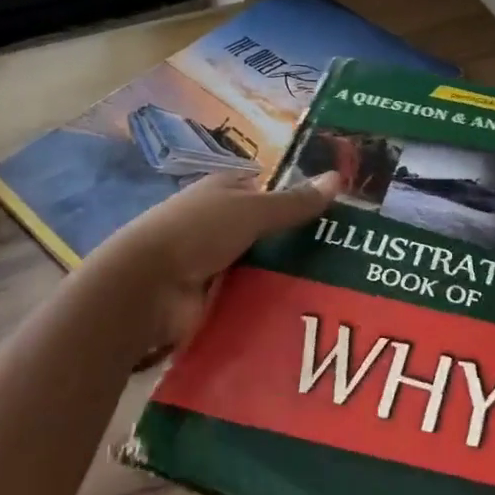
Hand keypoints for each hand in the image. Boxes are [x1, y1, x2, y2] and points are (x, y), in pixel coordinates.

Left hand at [91, 170, 340, 346]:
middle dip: (297, 244)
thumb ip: (293, 202)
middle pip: (266, 231)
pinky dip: (267, 306)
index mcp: (223, 190)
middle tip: (347, 261)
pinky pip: (248, 299)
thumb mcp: (252, 210)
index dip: (296, 198)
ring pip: (259, 268)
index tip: (335, 216)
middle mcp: (217, 223)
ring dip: (284, 279)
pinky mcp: (210, 299)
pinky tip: (302, 317)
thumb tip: (339, 178)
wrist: (147, 287)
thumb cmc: (198, 231)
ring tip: (335, 293)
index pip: (266, 189)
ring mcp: (212, 263)